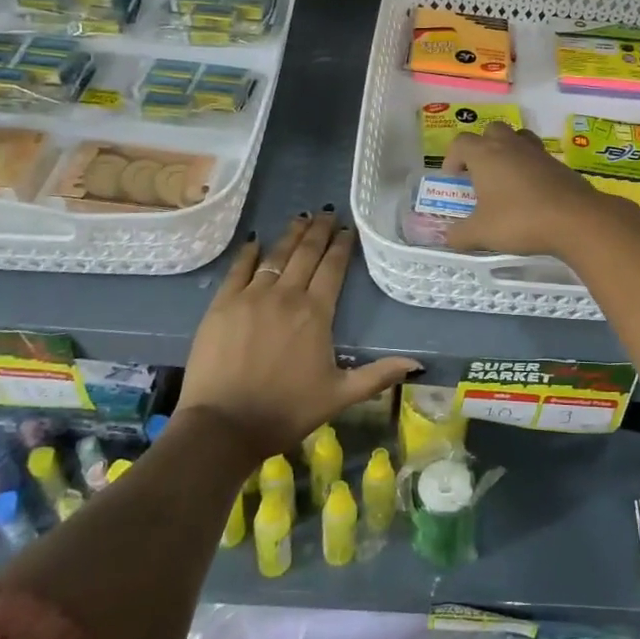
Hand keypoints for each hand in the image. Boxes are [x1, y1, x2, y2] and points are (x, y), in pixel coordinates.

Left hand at [177, 212, 419, 461]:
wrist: (223, 426)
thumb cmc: (286, 411)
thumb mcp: (339, 396)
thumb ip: (378, 375)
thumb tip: (417, 364)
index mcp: (316, 313)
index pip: (333, 268)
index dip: (342, 245)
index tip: (348, 228)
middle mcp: (286, 295)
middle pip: (306, 254)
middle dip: (319, 231)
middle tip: (327, 212)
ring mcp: (251, 297)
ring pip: (275, 256)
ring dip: (290, 236)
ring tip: (300, 218)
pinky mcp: (222, 305)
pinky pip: (238, 270)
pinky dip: (248, 253)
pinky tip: (255, 241)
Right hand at [442, 121, 631, 258]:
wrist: (575, 219)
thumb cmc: (520, 220)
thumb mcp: (482, 233)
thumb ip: (459, 234)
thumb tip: (448, 237)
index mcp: (485, 154)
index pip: (461, 142)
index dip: (452, 158)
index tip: (454, 179)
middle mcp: (510, 145)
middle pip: (491, 131)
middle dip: (482, 148)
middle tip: (480, 174)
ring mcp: (537, 152)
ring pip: (518, 138)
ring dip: (508, 152)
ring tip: (506, 178)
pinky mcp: (559, 164)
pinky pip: (537, 157)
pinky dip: (530, 168)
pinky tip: (531, 193)